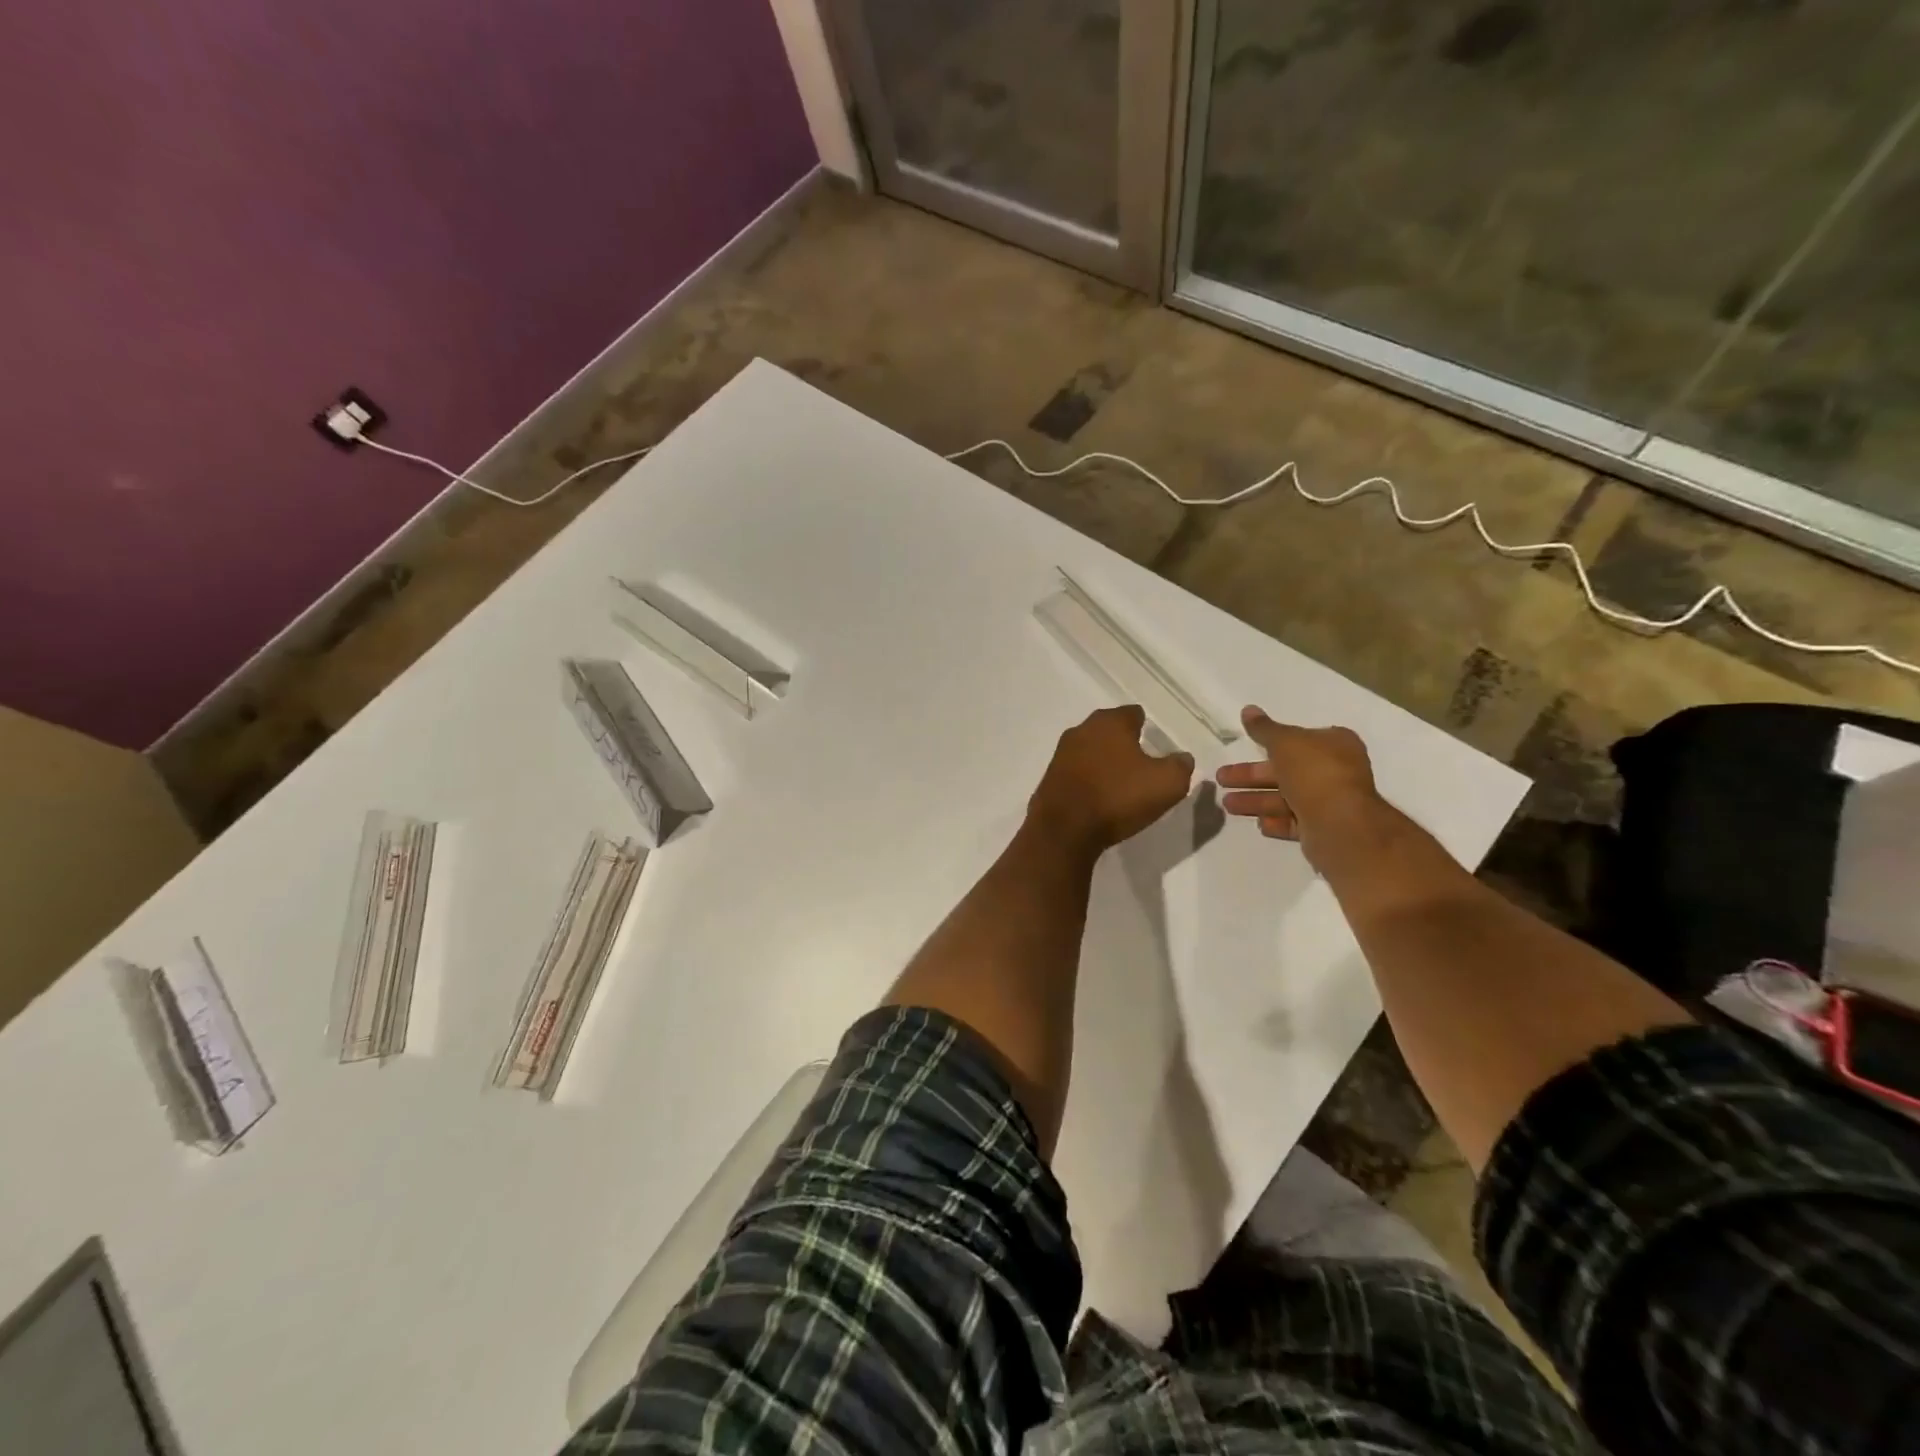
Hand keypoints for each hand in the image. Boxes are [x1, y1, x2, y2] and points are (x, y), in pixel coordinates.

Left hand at [1027, 706, 1194, 854]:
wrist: (1064, 828)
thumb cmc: (1118, 797)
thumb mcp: (1167, 783)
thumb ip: (1180, 766)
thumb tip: (1182, 758)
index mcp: (1110, 722)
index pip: (1133, 713)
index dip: (1146, 727)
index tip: (1155, 744)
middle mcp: (1082, 729)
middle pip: (1109, 729)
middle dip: (1123, 742)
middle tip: (1140, 763)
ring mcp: (1061, 753)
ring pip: (1091, 749)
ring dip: (1104, 761)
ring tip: (1120, 782)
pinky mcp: (1050, 776)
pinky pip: (1077, 772)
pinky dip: (1088, 779)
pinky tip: (1098, 795)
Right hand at [1216, 706, 1380, 869]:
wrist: (1340, 825)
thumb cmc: (1314, 773)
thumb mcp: (1284, 742)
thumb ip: (1264, 728)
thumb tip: (1248, 710)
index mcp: (1335, 744)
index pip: (1299, 739)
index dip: (1272, 742)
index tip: (1247, 747)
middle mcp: (1336, 771)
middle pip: (1286, 770)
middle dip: (1252, 775)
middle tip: (1221, 778)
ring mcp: (1331, 802)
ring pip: (1286, 797)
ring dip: (1256, 799)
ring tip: (1227, 804)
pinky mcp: (1324, 828)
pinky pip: (1294, 821)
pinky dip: (1275, 821)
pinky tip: (1258, 823)